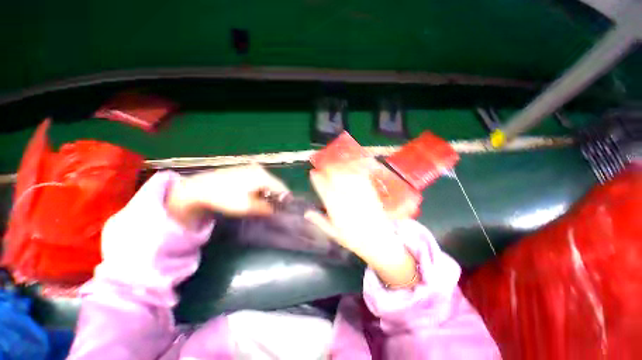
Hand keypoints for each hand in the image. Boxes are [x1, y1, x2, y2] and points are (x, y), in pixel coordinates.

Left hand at [166, 165, 288, 228]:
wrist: (199, 188)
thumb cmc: (225, 198)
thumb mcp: (247, 207)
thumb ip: (265, 209)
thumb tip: (276, 211)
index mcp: (263, 176)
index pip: (282, 188)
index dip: (285, 199)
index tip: (285, 209)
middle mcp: (260, 169)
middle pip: (275, 184)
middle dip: (276, 196)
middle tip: (274, 208)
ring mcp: (251, 168)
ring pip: (267, 182)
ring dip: (268, 192)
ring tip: (263, 203)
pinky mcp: (244, 169)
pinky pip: (258, 179)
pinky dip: (260, 188)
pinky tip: (254, 195)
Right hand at [306, 166, 417, 287]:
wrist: (378, 242)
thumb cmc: (353, 239)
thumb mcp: (333, 233)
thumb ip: (319, 221)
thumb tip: (306, 212)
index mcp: (335, 208)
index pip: (323, 188)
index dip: (317, 178)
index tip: (313, 172)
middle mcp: (346, 198)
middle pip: (335, 177)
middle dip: (328, 169)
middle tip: (324, 166)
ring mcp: (358, 194)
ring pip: (347, 175)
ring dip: (340, 167)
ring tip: (335, 165)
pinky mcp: (370, 192)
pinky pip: (361, 177)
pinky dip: (354, 170)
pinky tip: (350, 168)